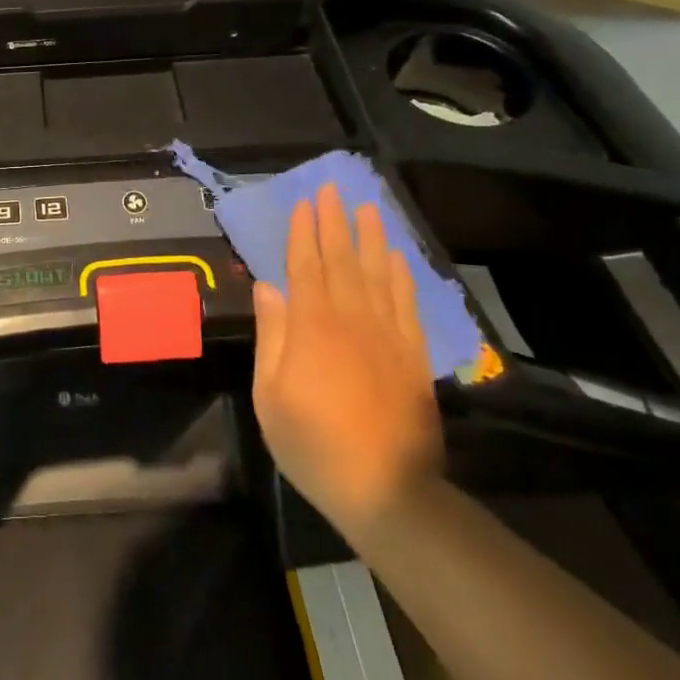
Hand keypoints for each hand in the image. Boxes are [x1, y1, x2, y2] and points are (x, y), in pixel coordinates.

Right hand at [252, 186, 441, 538]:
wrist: (387, 490)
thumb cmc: (313, 443)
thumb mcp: (271, 394)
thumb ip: (272, 336)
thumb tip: (267, 286)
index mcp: (313, 327)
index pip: (307, 267)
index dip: (304, 233)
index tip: (304, 203)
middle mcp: (352, 320)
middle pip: (343, 261)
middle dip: (336, 222)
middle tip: (333, 188)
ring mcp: (387, 335)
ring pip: (378, 274)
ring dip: (372, 237)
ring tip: (369, 207)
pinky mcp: (412, 354)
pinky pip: (407, 303)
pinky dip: (402, 275)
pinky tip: (397, 257)